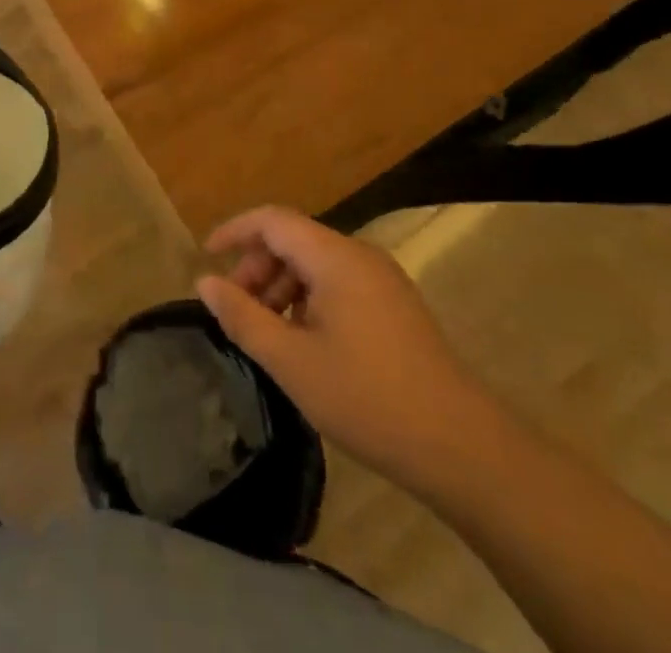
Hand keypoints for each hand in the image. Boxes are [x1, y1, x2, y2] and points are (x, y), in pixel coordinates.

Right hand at [196, 206, 486, 482]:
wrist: (465, 450)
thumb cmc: (368, 399)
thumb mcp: (292, 361)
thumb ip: (243, 317)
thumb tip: (205, 283)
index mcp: (335, 257)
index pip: (272, 220)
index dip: (234, 231)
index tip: (205, 257)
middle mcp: (360, 256)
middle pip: (294, 239)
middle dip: (258, 267)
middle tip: (237, 310)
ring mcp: (383, 280)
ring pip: (316, 263)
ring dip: (282, 286)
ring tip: (267, 332)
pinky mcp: (396, 307)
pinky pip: (339, 284)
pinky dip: (310, 300)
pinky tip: (305, 343)